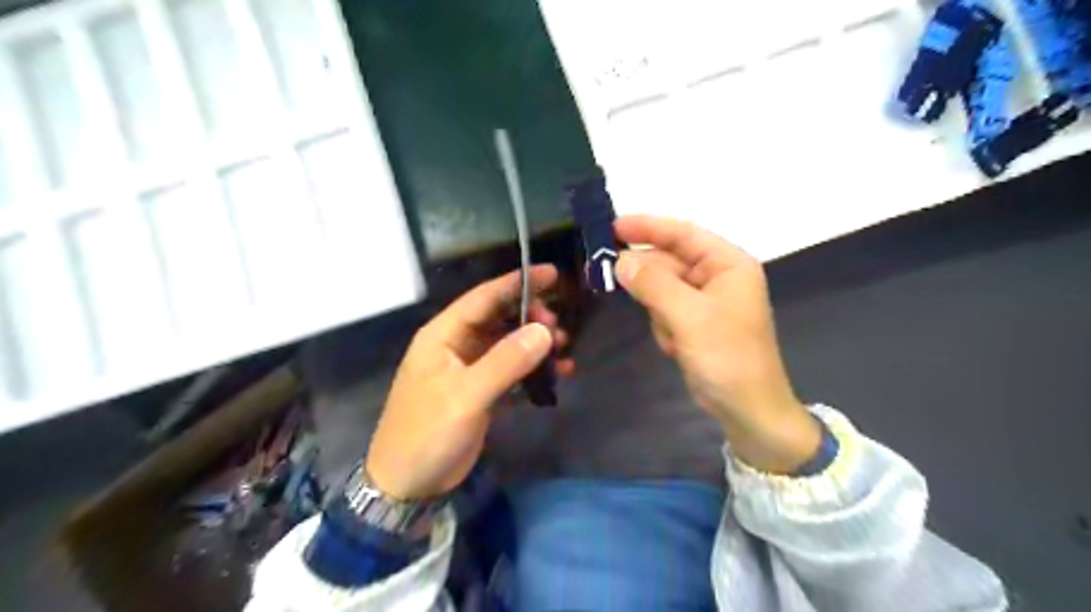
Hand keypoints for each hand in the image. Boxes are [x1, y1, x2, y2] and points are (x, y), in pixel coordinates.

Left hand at [366, 265, 570, 497]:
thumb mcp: (466, 396)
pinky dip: (533, 369)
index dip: (517, 282)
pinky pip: (512, 369)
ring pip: (508, 343)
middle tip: (559, 328)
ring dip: (535, 343)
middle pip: (499, 318)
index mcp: (444, 335)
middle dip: (531, 316)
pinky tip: (557, 373)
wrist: (407, 485)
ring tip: (563, 348)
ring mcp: (469, 368)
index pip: (484, 298)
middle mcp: (457, 345)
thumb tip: (544, 331)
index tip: (552, 273)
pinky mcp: (480, 390)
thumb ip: (505, 361)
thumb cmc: (427, 434)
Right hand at [612, 215, 818, 473]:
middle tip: (608, 273)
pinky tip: (676, 346)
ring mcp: (705, 301)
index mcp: (728, 264)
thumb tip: (620, 260)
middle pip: (669, 261)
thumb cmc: (726, 356)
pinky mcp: (694, 322)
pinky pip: (665, 310)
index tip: (612, 226)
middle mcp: (717, 276)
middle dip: (646, 274)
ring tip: (672, 335)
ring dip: (658, 309)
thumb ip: (653, 284)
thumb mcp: (688, 316)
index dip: (648, 227)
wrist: (747, 409)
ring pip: (662, 288)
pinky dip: (664, 326)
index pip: (684, 233)